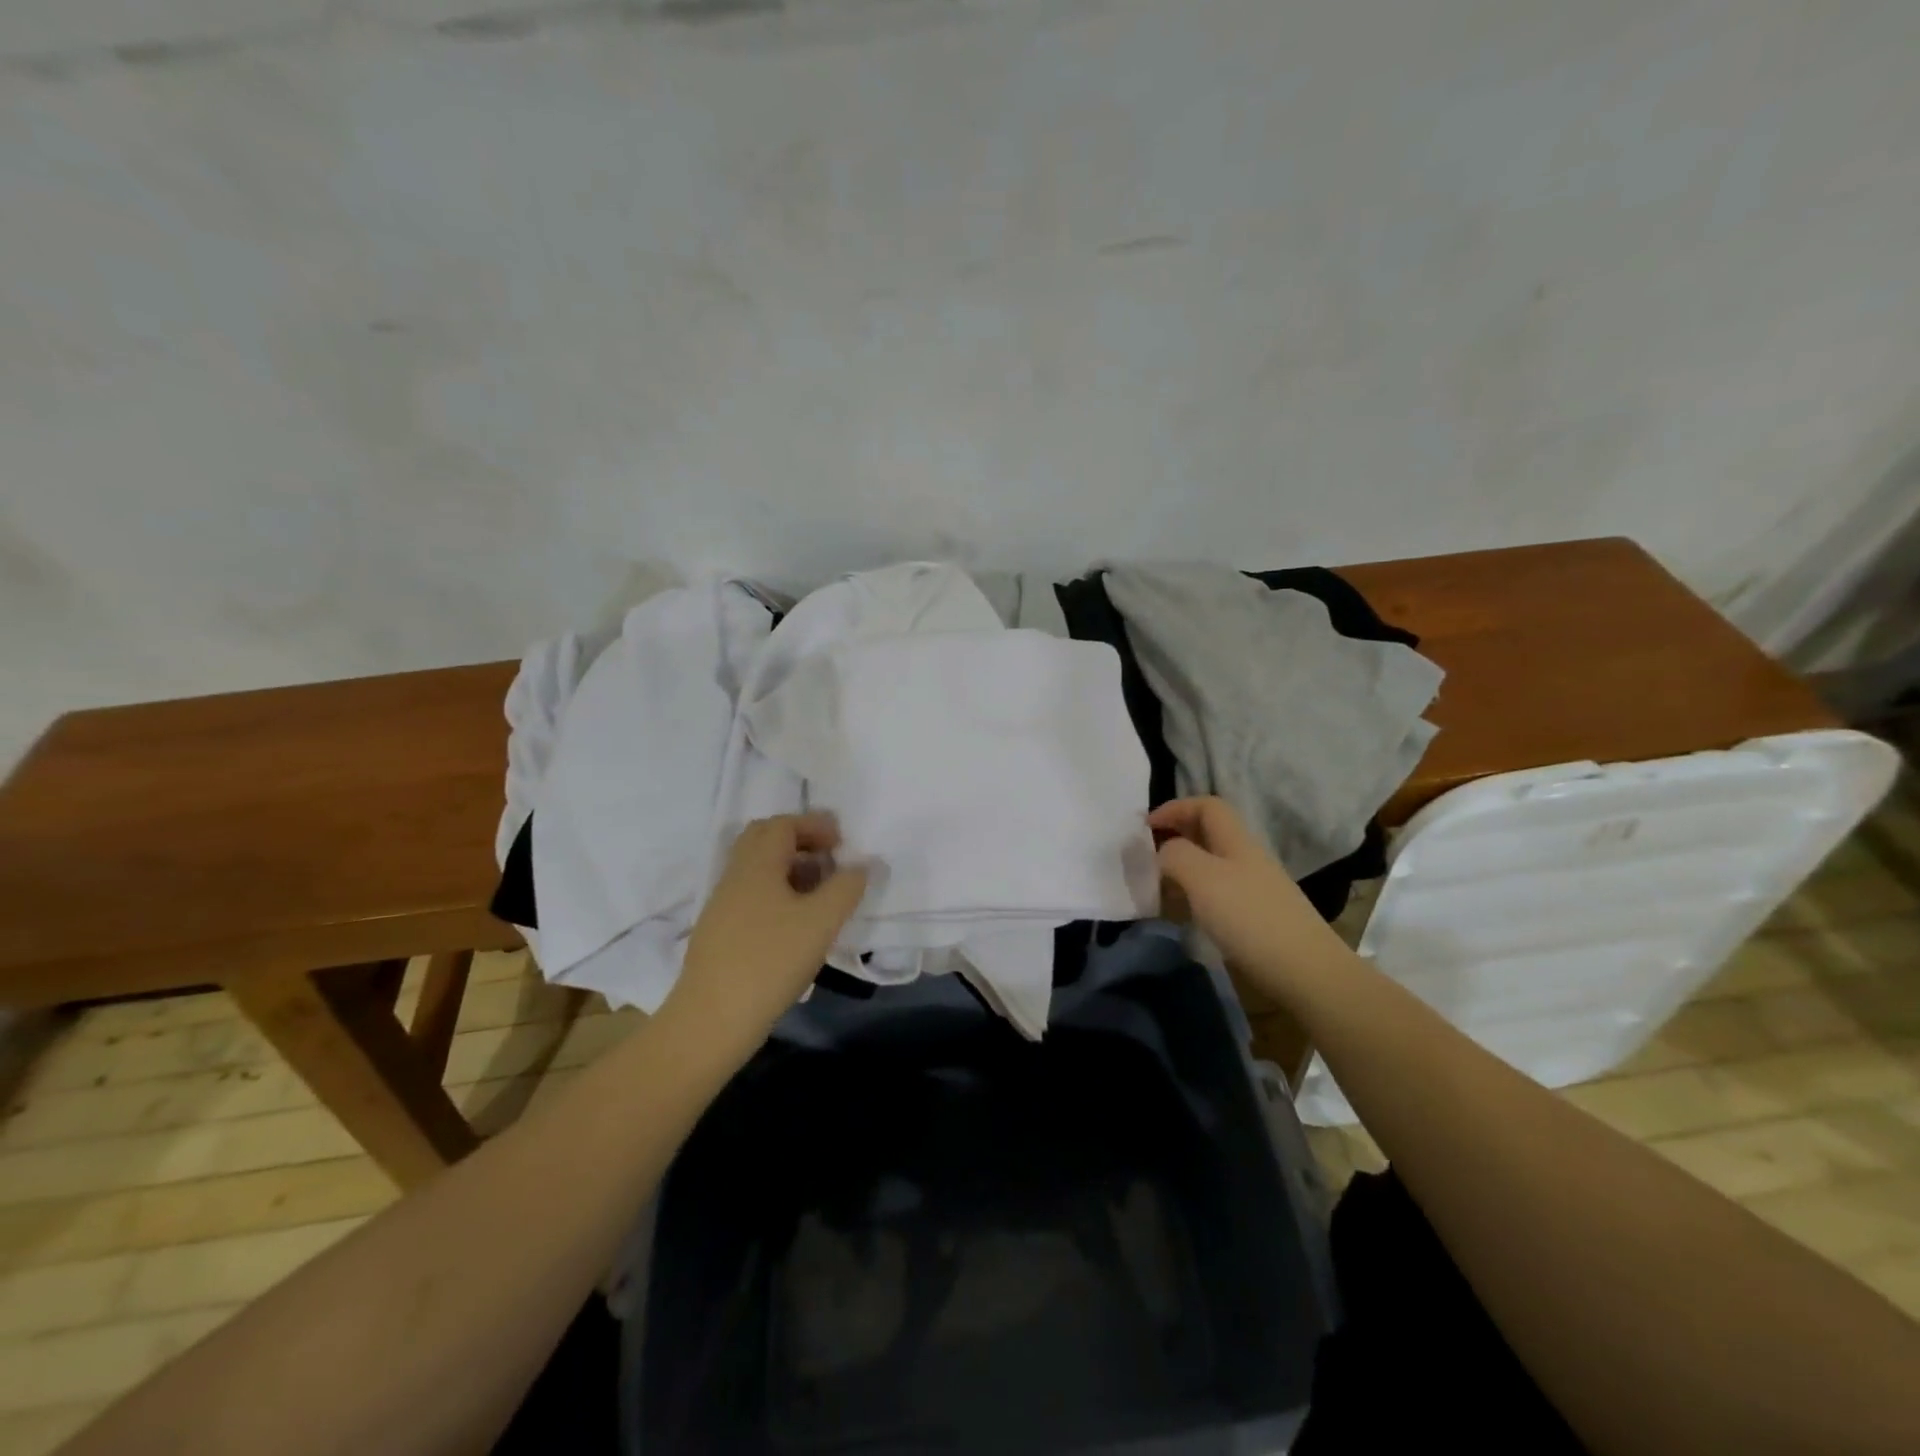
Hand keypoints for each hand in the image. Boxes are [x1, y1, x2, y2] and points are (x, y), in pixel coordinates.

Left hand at [663, 813, 868, 1053]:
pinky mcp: (719, 932)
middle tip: (829, 859)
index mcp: (756, 864)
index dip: (814, 826)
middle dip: (799, 841)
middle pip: (764, 839)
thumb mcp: (821, 922)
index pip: (783, 824)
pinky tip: (796, 922)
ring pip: (757, 869)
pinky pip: (751, 894)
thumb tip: (861, 866)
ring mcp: (722, 905)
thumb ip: (846, 887)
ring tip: (819, 892)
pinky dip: (777, 892)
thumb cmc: (770, 961)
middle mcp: (735, 876)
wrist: (712, 1019)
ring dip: (789, 868)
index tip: (841, 843)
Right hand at [1150, 797, 1351, 998]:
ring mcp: (1252, 890)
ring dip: (1181, 870)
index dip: (1174, 808)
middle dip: (1174, 838)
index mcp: (1236, 841)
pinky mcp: (1254, 919)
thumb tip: (1163, 853)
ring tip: (1156, 888)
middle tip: (1145, 857)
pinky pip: (1216, 895)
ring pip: (1209, 866)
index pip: (1206, 806)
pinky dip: (1193, 897)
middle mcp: (1245, 859)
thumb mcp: (1202, 878)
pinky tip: (1182, 915)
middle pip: (1207, 834)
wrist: (1305, 973)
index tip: (1144, 827)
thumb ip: (1175, 855)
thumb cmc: (1250, 918)